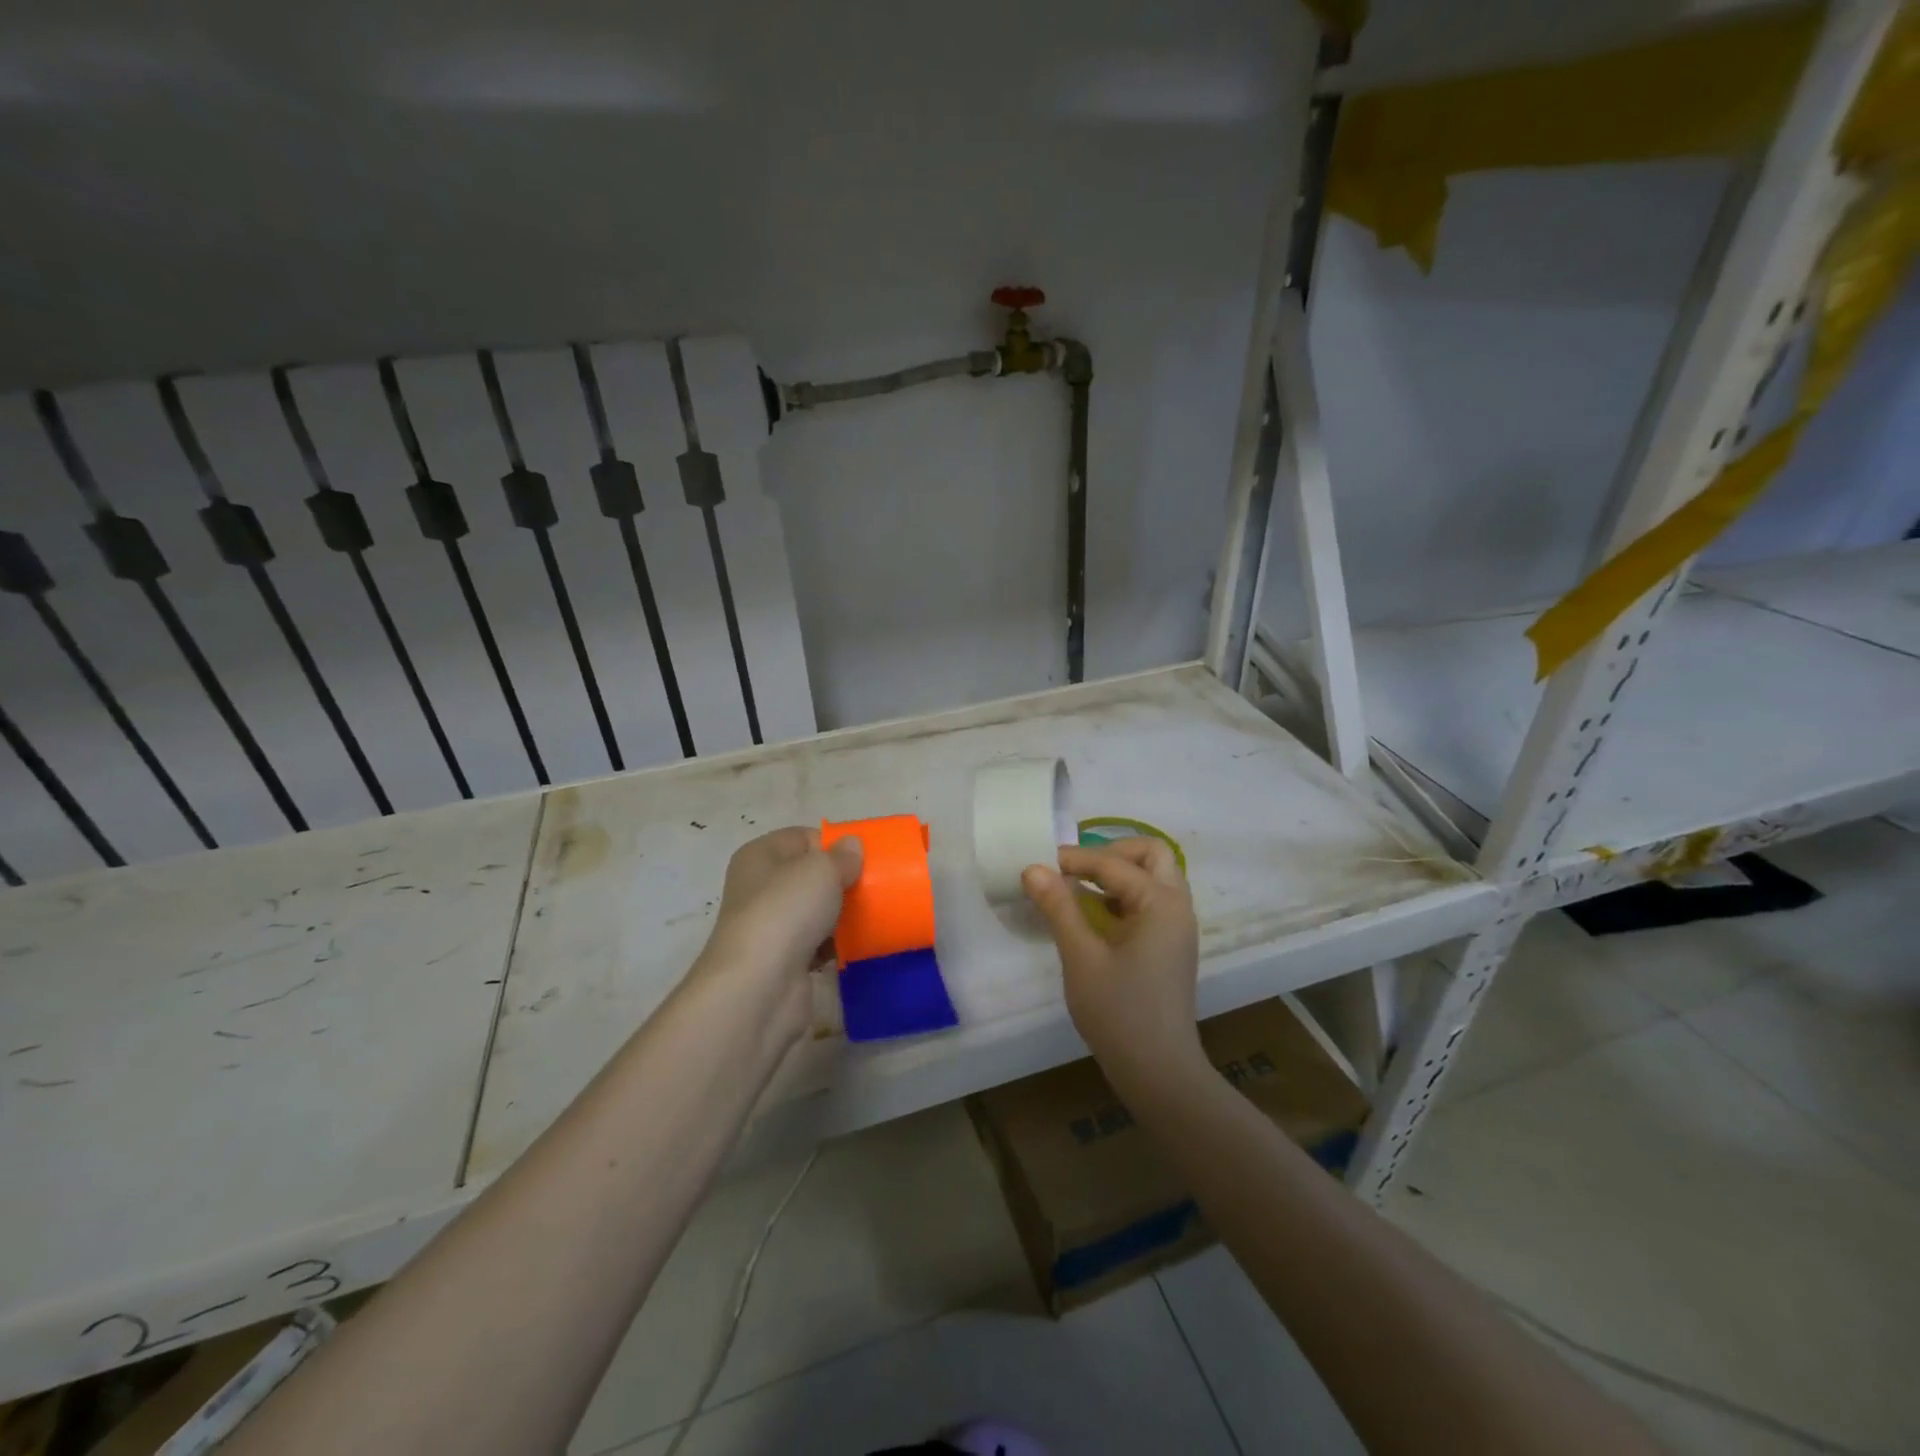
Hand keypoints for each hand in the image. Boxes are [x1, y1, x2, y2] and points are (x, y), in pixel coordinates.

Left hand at [692, 827, 861, 1043]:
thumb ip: (841, 855)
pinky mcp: (783, 961)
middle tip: (875, 885)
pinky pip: (817, 944)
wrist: (760, 987)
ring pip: (815, 911)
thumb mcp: (821, 870)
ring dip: (842, 914)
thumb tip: (851, 846)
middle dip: (841, 880)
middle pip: (809, 875)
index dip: (833, 843)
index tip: (865, 857)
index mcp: (760, 856)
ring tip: (875, 913)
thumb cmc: (786, 912)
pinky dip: (837, 945)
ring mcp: (770, 927)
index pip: (802, 838)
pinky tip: (861, 944)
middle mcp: (759, 888)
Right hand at [1022, 838, 1203, 1093]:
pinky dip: (1124, 896)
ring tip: (1079, 889)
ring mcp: (1178, 928)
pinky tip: (1094, 916)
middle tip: (1074, 869)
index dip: (1074, 859)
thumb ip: (1058, 907)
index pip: (1113, 863)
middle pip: (1151, 855)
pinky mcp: (1171, 947)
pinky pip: (1151, 902)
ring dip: (1119, 874)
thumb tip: (1033, 868)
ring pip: (1154, 878)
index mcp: (1161, 903)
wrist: (1159, 1073)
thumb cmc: (1119, 1013)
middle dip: (1111, 852)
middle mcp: (1177, 907)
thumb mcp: (1081, 956)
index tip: (1039, 864)